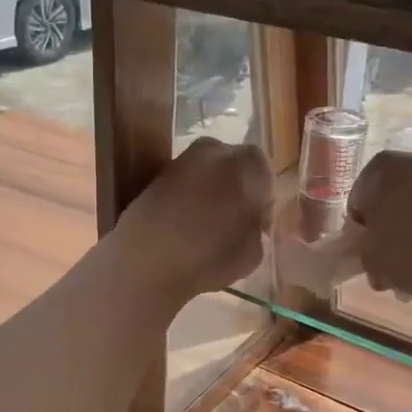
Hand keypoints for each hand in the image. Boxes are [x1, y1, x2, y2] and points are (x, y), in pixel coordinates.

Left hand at [116, 139, 273, 300]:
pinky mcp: (155, 176)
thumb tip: (249, 222)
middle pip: (234, 167)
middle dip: (236, 190)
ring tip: (206, 228)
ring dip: (210, 194)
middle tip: (233, 223)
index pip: (265, 174)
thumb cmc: (210, 257)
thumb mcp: (253, 252)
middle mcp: (215, 151)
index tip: (258, 225)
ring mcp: (180, 160)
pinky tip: (183, 227)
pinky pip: (182, 185)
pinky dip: (186, 200)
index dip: (263, 201)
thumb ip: (256, 229)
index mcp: (247, 164)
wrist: (146, 260)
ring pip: (206, 174)